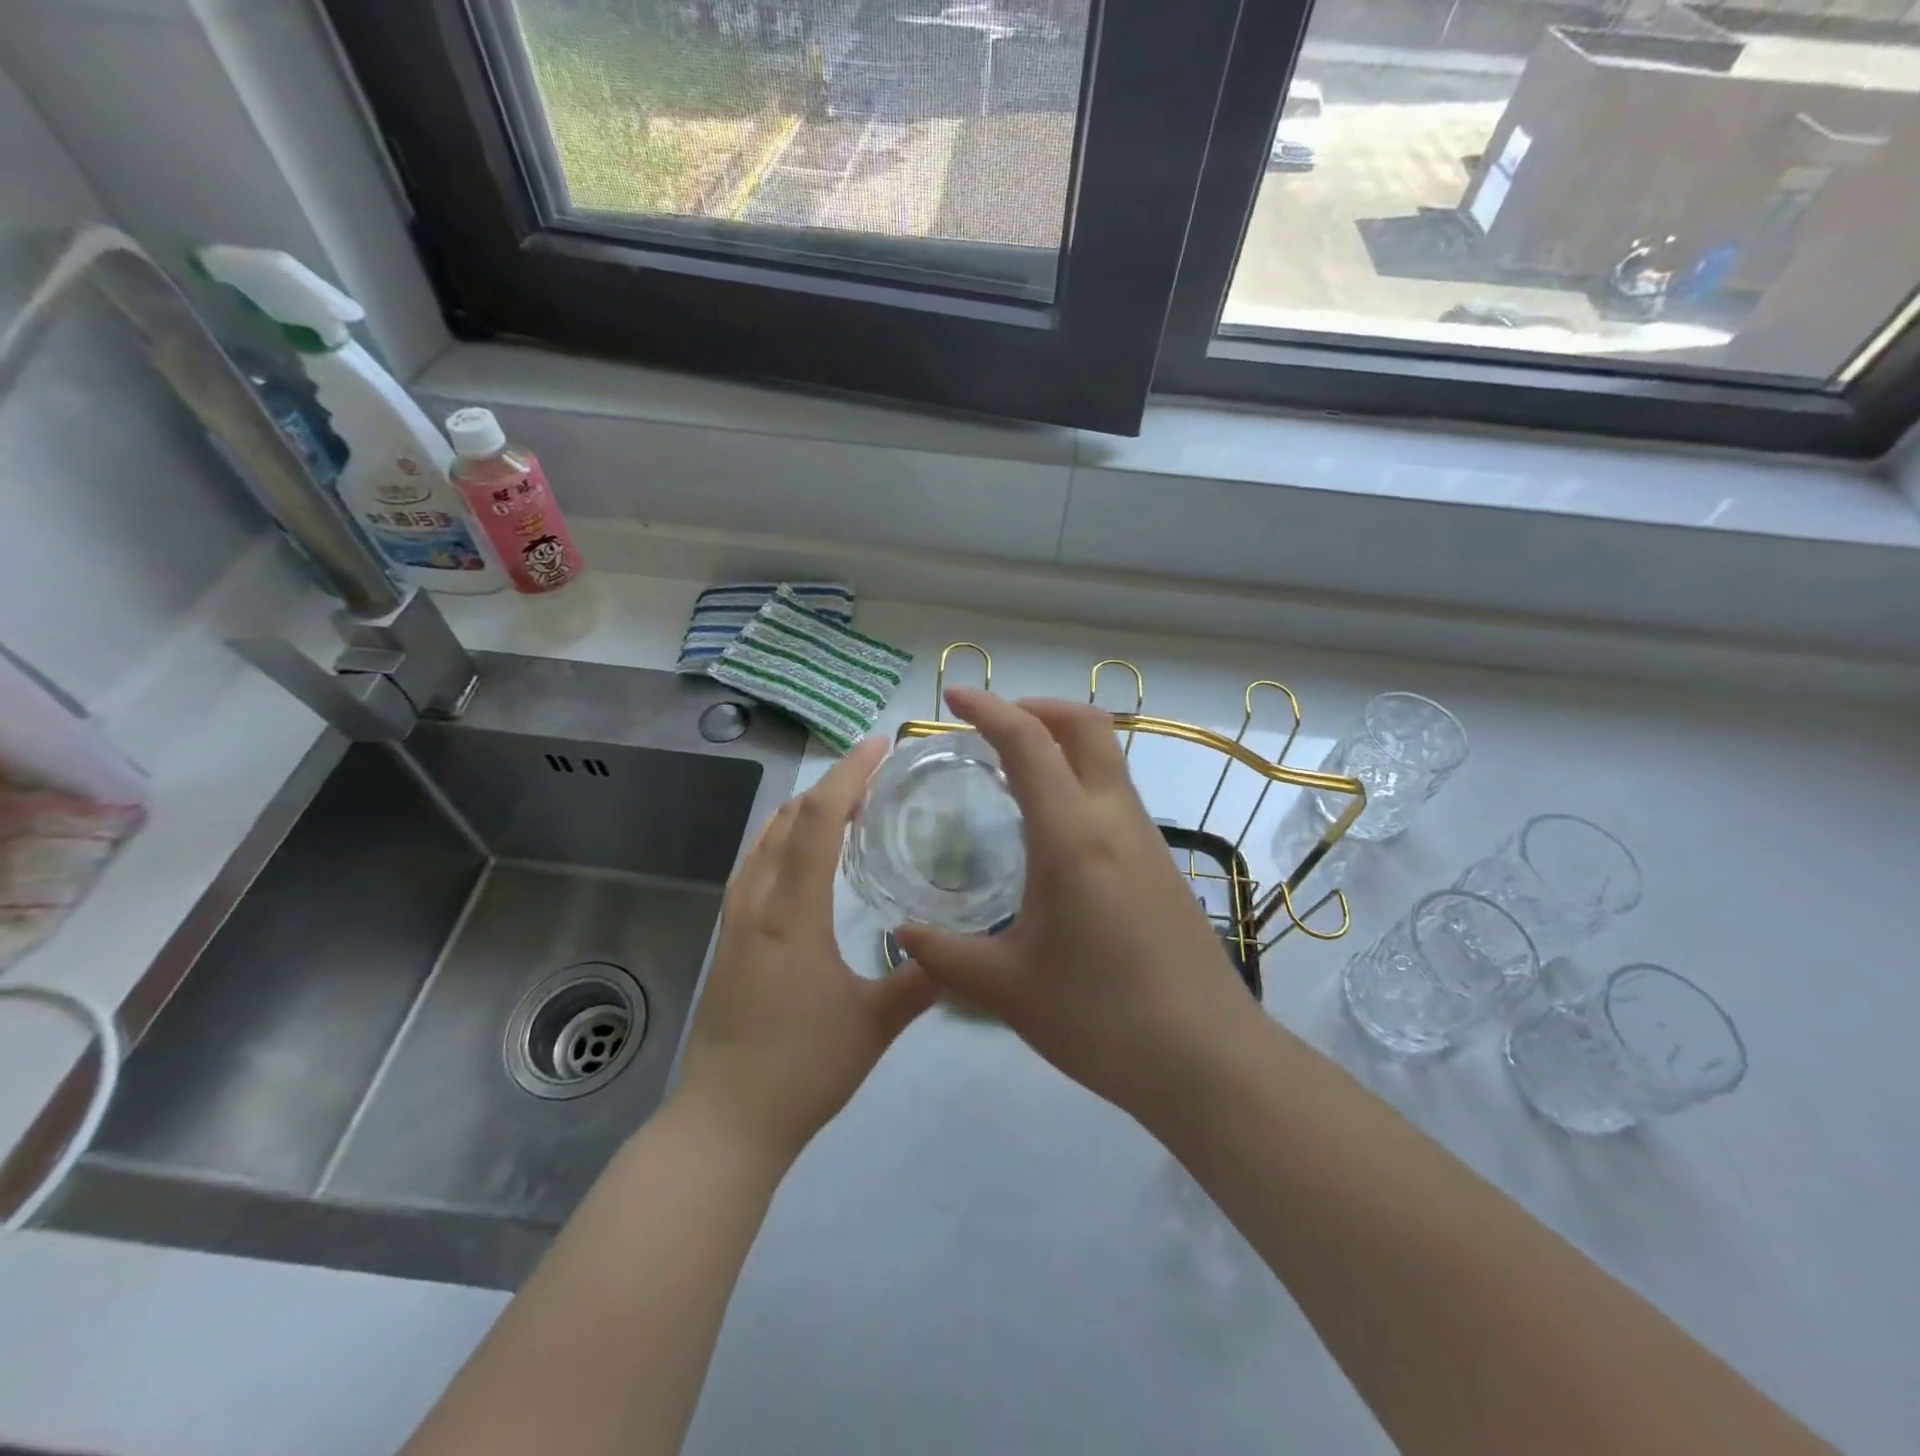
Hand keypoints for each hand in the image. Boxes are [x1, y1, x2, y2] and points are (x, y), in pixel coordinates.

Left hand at [676, 738, 935, 1162]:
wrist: (725, 1122)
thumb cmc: (801, 1069)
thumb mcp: (874, 1024)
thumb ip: (921, 980)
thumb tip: (963, 948)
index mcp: (791, 913)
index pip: (818, 819)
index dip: (849, 773)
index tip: (881, 746)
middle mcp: (757, 903)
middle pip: (789, 818)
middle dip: (832, 785)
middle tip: (878, 777)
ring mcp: (736, 920)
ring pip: (767, 840)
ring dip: (806, 811)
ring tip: (850, 807)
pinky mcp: (730, 939)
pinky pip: (756, 865)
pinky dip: (786, 840)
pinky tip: (809, 858)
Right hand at [896, 689, 1254, 1121]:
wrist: (1207, 1060)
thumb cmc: (1102, 1020)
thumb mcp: (1007, 990)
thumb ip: (945, 955)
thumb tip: (902, 933)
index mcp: (1074, 837)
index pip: (1031, 743)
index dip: (990, 708)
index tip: (953, 697)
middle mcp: (1116, 821)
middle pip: (1086, 726)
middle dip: (1036, 707)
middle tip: (989, 727)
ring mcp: (1147, 839)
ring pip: (1106, 757)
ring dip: (1060, 743)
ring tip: (1010, 772)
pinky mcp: (1161, 863)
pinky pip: (1115, 794)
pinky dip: (1077, 779)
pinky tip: (1050, 828)